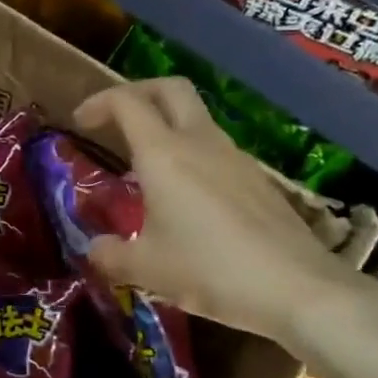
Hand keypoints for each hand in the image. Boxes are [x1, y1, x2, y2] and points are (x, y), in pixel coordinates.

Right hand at [72, 78, 357, 345]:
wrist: (297, 288)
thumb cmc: (211, 271)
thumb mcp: (147, 269)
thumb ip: (111, 255)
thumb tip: (96, 248)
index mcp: (164, 154)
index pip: (127, 102)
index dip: (99, 103)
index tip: (80, 123)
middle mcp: (200, 143)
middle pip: (170, 89)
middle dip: (138, 92)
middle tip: (115, 119)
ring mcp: (235, 157)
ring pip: (196, 118)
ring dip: (166, 125)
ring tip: (145, 165)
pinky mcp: (257, 179)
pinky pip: (215, 148)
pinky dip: (190, 152)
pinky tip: (185, 196)